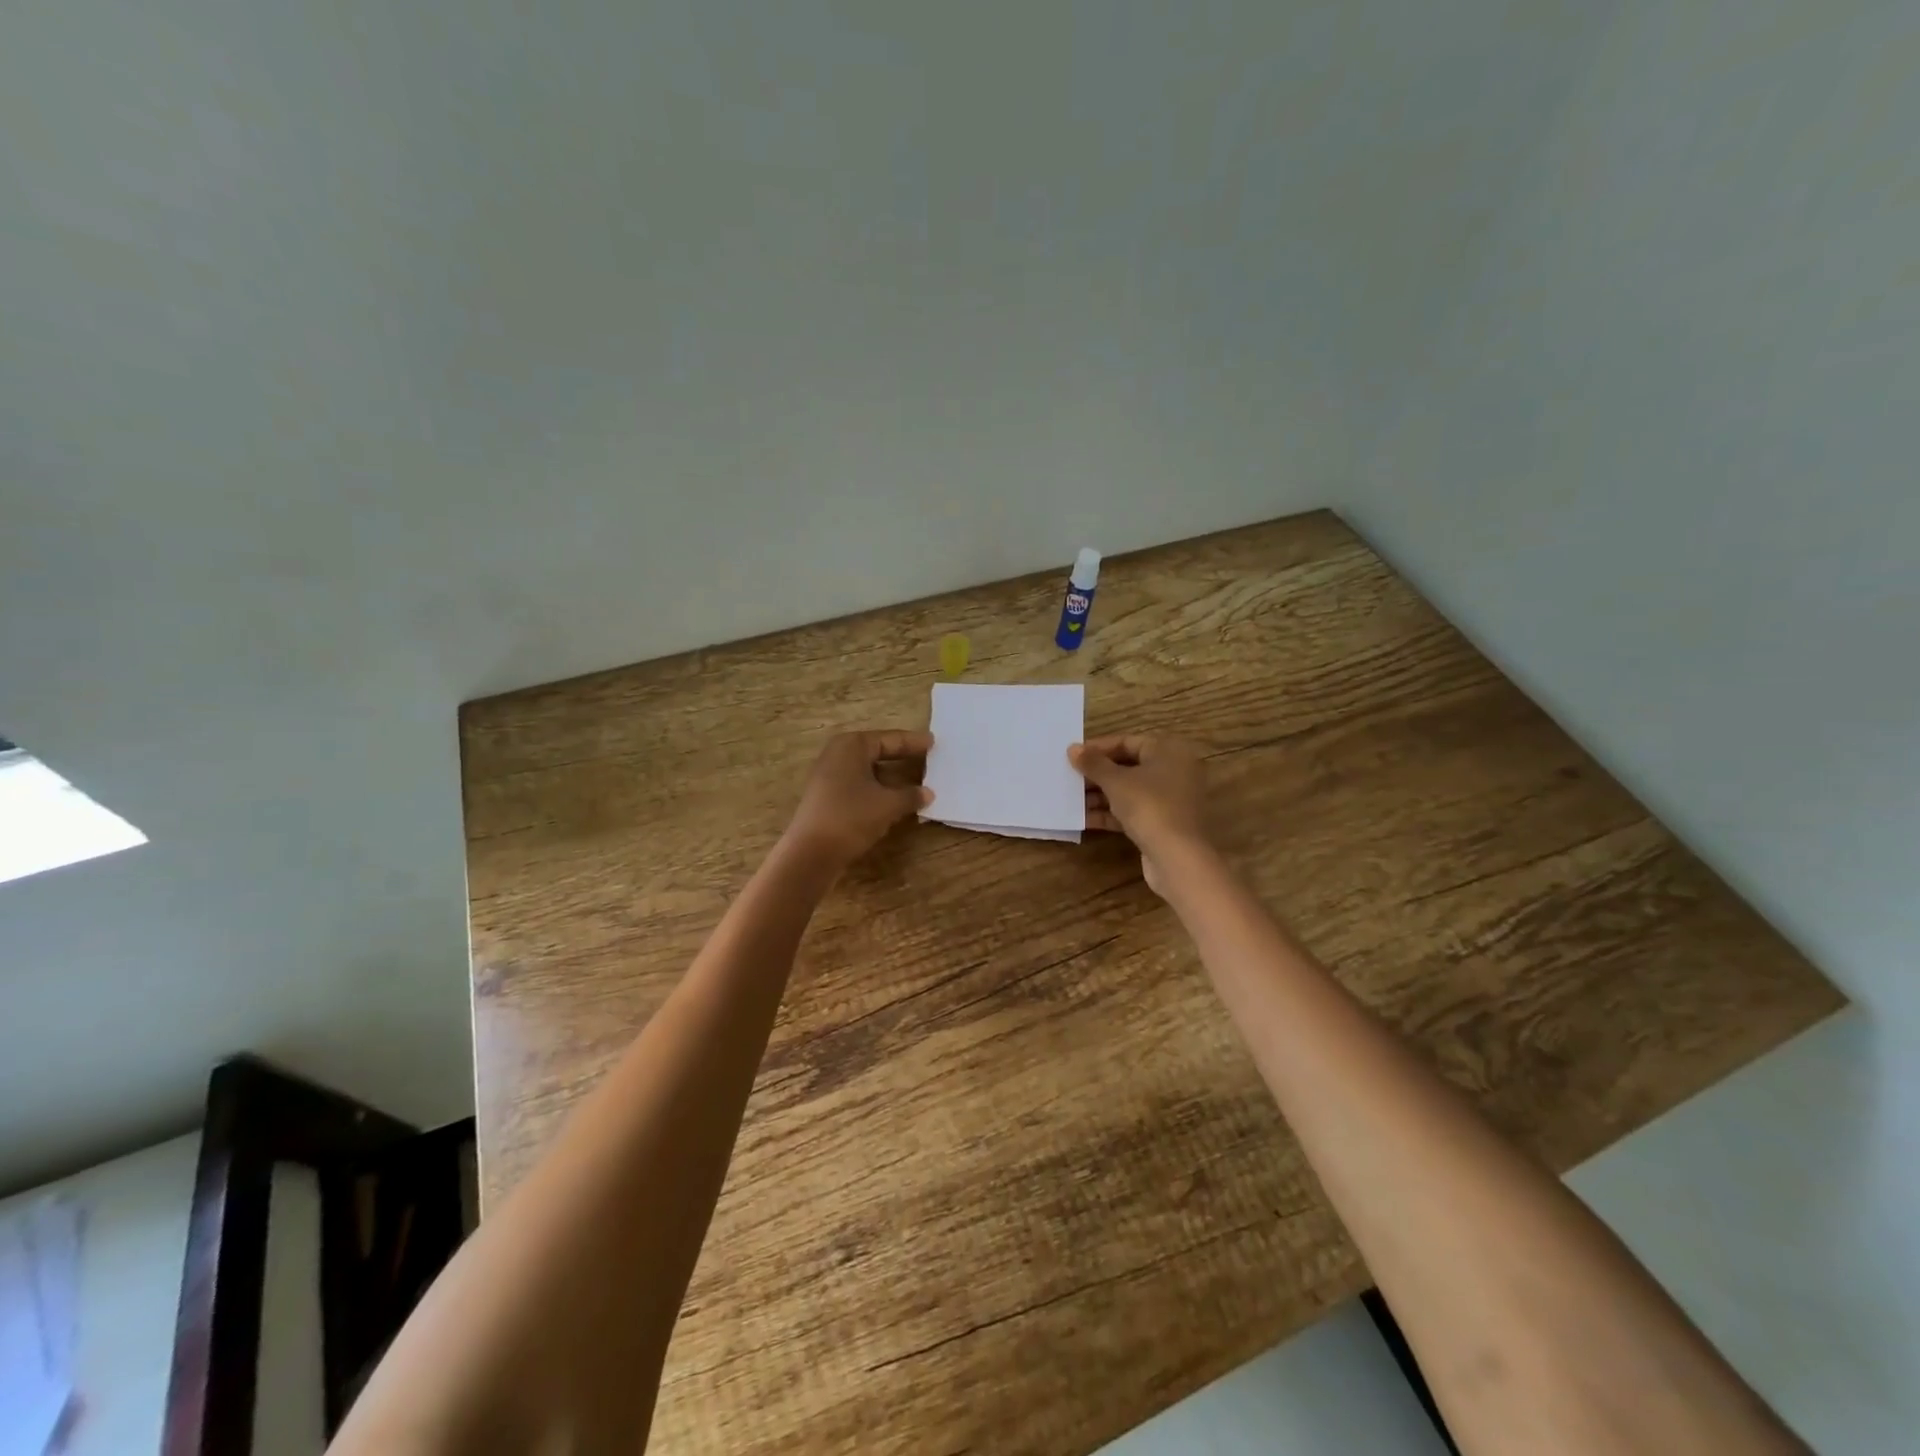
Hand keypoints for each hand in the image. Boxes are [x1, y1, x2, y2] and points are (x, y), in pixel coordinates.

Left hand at [783, 729, 933, 870]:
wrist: (811, 853)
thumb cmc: (851, 817)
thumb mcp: (888, 805)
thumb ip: (911, 795)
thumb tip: (928, 793)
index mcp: (852, 746)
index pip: (889, 739)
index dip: (913, 742)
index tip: (933, 742)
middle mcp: (837, 754)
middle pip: (876, 751)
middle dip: (901, 756)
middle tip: (927, 757)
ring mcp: (828, 775)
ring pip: (867, 770)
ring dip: (890, 775)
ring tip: (915, 779)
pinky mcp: (826, 796)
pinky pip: (859, 784)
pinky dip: (877, 788)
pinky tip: (893, 798)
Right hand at [1069, 735, 1211, 896]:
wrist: (1178, 858)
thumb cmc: (1149, 806)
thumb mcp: (1116, 782)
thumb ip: (1093, 763)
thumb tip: (1072, 748)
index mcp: (1169, 751)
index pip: (1127, 741)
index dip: (1098, 748)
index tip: (1072, 756)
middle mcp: (1173, 771)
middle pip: (1128, 766)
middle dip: (1097, 774)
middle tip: (1069, 777)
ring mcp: (1170, 799)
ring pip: (1129, 791)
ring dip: (1100, 795)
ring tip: (1070, 799)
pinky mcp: (1163, 824)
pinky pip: (1133, 811)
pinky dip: (1111, 813)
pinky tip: (1083, 819)